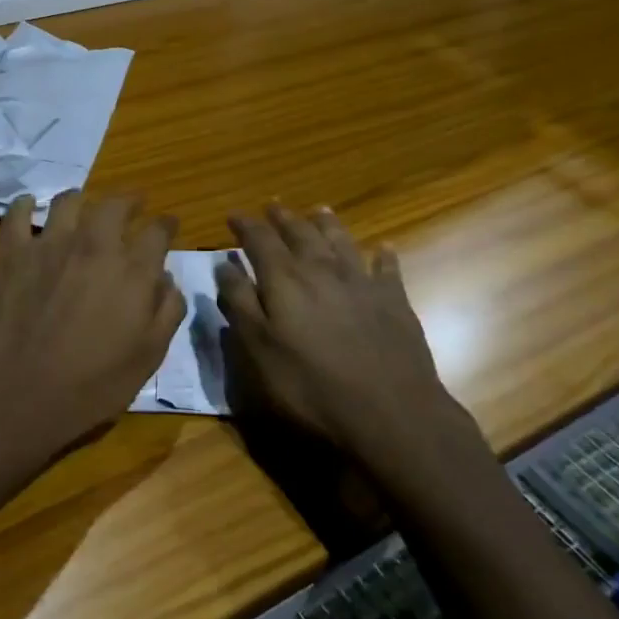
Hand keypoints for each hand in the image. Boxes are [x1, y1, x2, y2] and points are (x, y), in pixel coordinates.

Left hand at [0, 190, 184, 475]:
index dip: (166, 225)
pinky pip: (17, 215)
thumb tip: (168, 280)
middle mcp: (94, 246)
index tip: (169, 225)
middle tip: (133, 204)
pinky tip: (29, 206)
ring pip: (68, 202)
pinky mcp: (12, 253)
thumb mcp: (148, 358)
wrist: (18, 394)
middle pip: (115, 205)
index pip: (158, 232)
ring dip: (81, 199)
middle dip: (129, 201)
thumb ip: (166, 313)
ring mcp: (49, 245)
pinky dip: (25, 206)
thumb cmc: (90, 385)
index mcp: (133, 271)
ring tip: (83, 203)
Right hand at [216, 205, 492, 489]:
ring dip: (327, 223)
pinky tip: (383, 248)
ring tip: (319, 210)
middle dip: (283, 218)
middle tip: (273, 206)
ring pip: (341, 240)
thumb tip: (224, 265)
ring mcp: (362, 282)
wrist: (389, 412)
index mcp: (285, 280)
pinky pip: (387, 267)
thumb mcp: (259, 350)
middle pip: (300, 233)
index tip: (233, 216)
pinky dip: (383, 255)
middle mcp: (322, 269)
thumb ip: (240, 303)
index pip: (259, 240)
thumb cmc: (311, 386)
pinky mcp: (394, 301)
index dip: (245, 225)